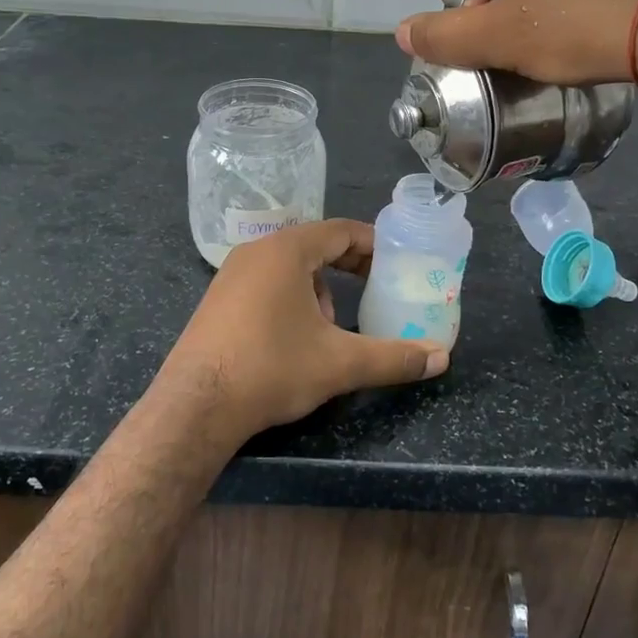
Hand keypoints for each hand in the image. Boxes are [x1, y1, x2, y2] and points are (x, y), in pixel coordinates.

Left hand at [156, 220, 448, 443]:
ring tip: (331, 326)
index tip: (396, 261)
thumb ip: (394, 358)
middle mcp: (256, 252)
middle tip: (375, 287)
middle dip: (347, 266)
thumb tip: (442, 359)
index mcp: (286, 251)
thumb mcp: (339, 364)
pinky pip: (265, 283)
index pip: (339, 231)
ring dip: (317, 288)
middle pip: (313, 245)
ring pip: (288, 267)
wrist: (195, 406)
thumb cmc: (271, 368)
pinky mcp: (217, 299)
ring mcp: (230, 274)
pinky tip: (294, 338)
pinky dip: (290, 298)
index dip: (372, 244)